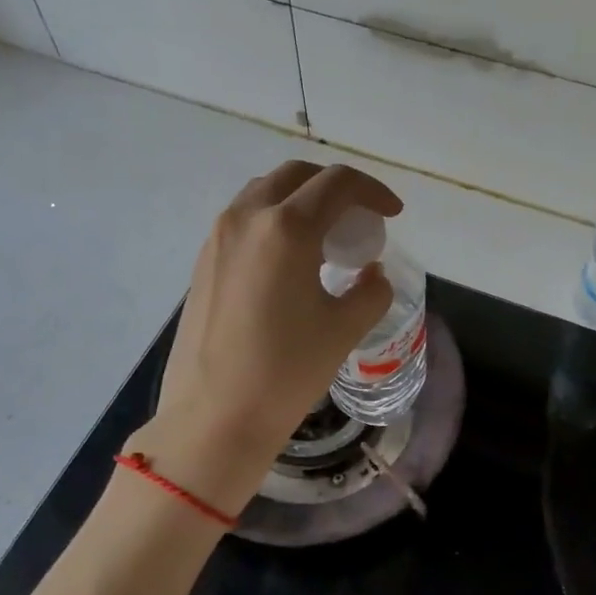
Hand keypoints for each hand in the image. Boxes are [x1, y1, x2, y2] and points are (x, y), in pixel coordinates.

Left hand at [139, 161, 401, 514]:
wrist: (213, 418)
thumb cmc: (285, 372)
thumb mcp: (343, 329)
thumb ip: (370, 291)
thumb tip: (371, 273)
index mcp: (286, 228)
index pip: (338, 184)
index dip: (373, 191)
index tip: (392, 213)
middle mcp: (247, 218)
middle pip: (297, 176)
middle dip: (335, 187)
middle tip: (359, 218)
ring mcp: (218, 237)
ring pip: (265, 192)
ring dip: (301, 200)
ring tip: (325, 237)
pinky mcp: (202, 261)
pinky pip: (244, 219)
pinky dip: (274, 220)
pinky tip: (289, 260)